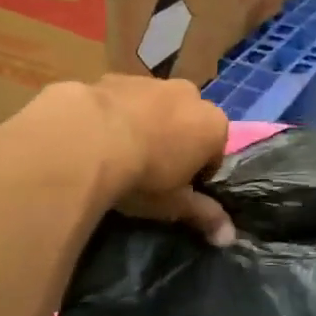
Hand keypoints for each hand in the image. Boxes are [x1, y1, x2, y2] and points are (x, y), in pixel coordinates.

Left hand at [83, 76, 234, 245]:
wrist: (86, 140)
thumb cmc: (143, 176)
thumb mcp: (174, 204)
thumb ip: (204, 215)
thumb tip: (229, 237)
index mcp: (213, 124)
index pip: (215, 152)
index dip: (197, 174)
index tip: (176, 190)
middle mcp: (189, 94)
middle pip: (187, 123)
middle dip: (174, 142)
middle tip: (149, 172)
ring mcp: (151, 82)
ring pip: (154, 107)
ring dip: (144, 126)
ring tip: (118, 156)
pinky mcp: (114, 77)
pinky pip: (122, 100)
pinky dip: (115, 116)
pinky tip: (96, 139)